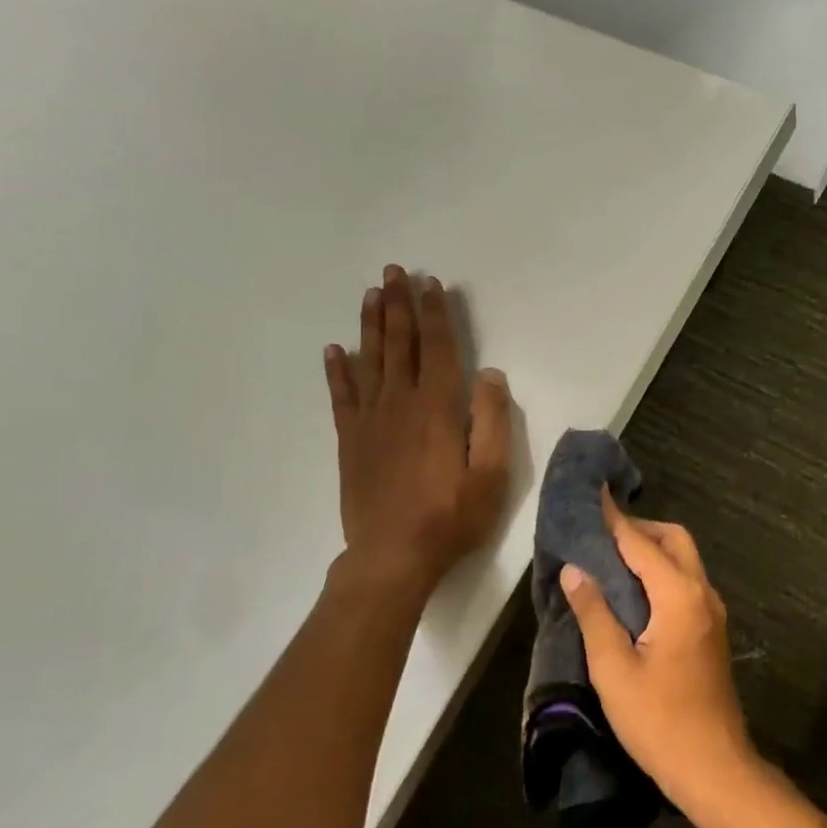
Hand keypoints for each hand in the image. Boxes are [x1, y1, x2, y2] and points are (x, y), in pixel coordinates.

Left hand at [324, 266, 511, 597]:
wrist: (392, 556)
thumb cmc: (451, 516)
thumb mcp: (492, 474)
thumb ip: (492, 420)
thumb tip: (489, 373)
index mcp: (438, 408)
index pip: (438, 348)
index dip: (436, 314)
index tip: (433, 284)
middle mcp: (401, 403)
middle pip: (400, 344)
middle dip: (399, 305)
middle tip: (394, 271)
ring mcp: (370, 420)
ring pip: (369, 360)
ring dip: (371, 325)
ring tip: (371, 294)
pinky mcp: (351, 440)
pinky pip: (341, 396)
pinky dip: (337, 370)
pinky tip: (334, 350)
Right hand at [559, 491, 754, 807]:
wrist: (714, 766)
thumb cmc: (658, 721)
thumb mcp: (614, 669)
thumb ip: (595, 613)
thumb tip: (576, 569)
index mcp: (678, 596)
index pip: (641, 543)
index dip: (614, 518)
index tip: (594, 492)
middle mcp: (702, 592)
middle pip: (674, 540)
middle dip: (639, 529)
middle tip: (600, 536)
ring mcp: (712, 611)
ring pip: (684, 560)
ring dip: (652, 550)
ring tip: (611, 560)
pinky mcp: (712, 630)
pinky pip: (686, 582)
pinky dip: (662, 572)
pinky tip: (635, 592)